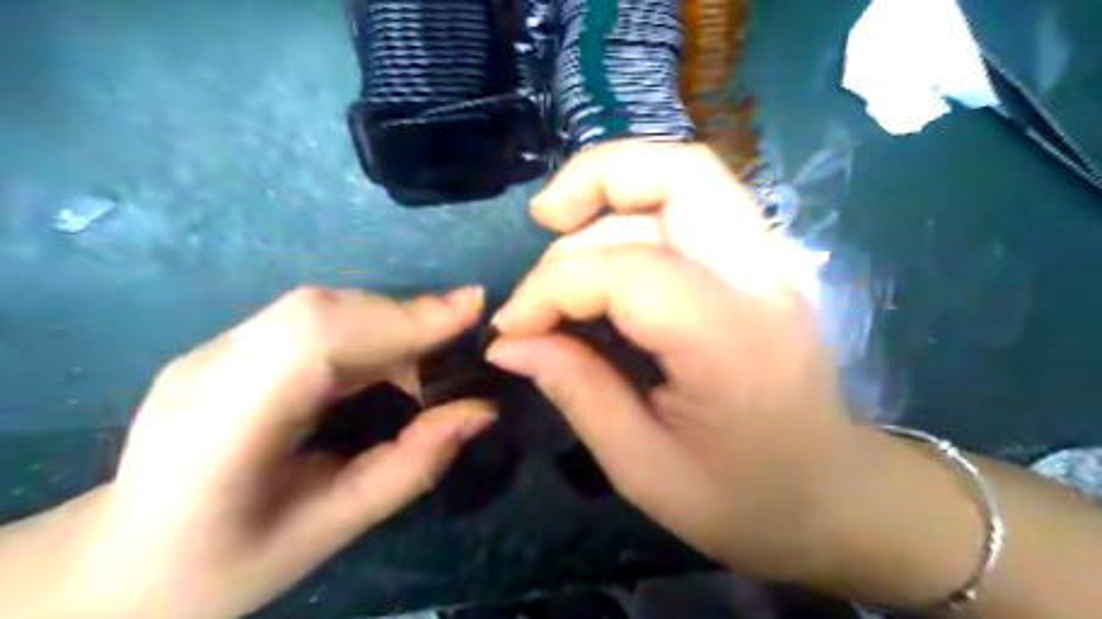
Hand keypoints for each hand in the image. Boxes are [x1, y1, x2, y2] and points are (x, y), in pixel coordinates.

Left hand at [72, 288, 493, 617]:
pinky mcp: (228, 345)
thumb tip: (481, 411)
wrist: (119, 564)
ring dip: (389, 319)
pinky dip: (368, 326)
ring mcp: (210, 350)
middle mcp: (208, 371)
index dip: (398, 317)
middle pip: (320, 310)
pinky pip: (312, 317)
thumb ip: (411, 467)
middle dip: (405, 316)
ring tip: (434, 354)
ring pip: (319, 306)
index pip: (314, 341)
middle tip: (463, 336)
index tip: (471, 309)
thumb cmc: (224, 566)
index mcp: (219, 431)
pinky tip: (390, 357)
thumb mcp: (331, 530)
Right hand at [489, 143, 860, 582]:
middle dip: (595, 178)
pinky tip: (606, 246)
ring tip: (563, 226)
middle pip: (681, 173)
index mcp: (730, 340)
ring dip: (616, 185)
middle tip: (542, 218)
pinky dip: (638, 206)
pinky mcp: (761, 264)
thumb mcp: (643, 468)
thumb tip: (510, 343)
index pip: (625, 270)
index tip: (513, 328)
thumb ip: (576, 391)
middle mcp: (759, 279)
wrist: (835, 498)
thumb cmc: (744, 500)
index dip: (550, 287)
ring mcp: (769, 263)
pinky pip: (696, 204)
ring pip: (689, 175)